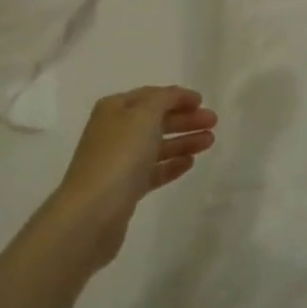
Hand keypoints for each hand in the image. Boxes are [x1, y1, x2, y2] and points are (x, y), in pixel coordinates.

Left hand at [50, 86, 215, 266]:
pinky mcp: (125, 189)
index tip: (203, 102)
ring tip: (209, 142)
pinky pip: (153, 171)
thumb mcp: (144, 115)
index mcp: (114, 109)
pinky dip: (171, 164)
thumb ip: (164, 99)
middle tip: (213, 123)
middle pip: (155, 120)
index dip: (177, 96)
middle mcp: (114, 132)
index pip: (150, 96)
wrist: (93, 212)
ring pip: (156, 146)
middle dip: (184, 119)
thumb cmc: (119, 155)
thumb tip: (175, 95)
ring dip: (183, 141)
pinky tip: (189, 163)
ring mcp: (118, 162)